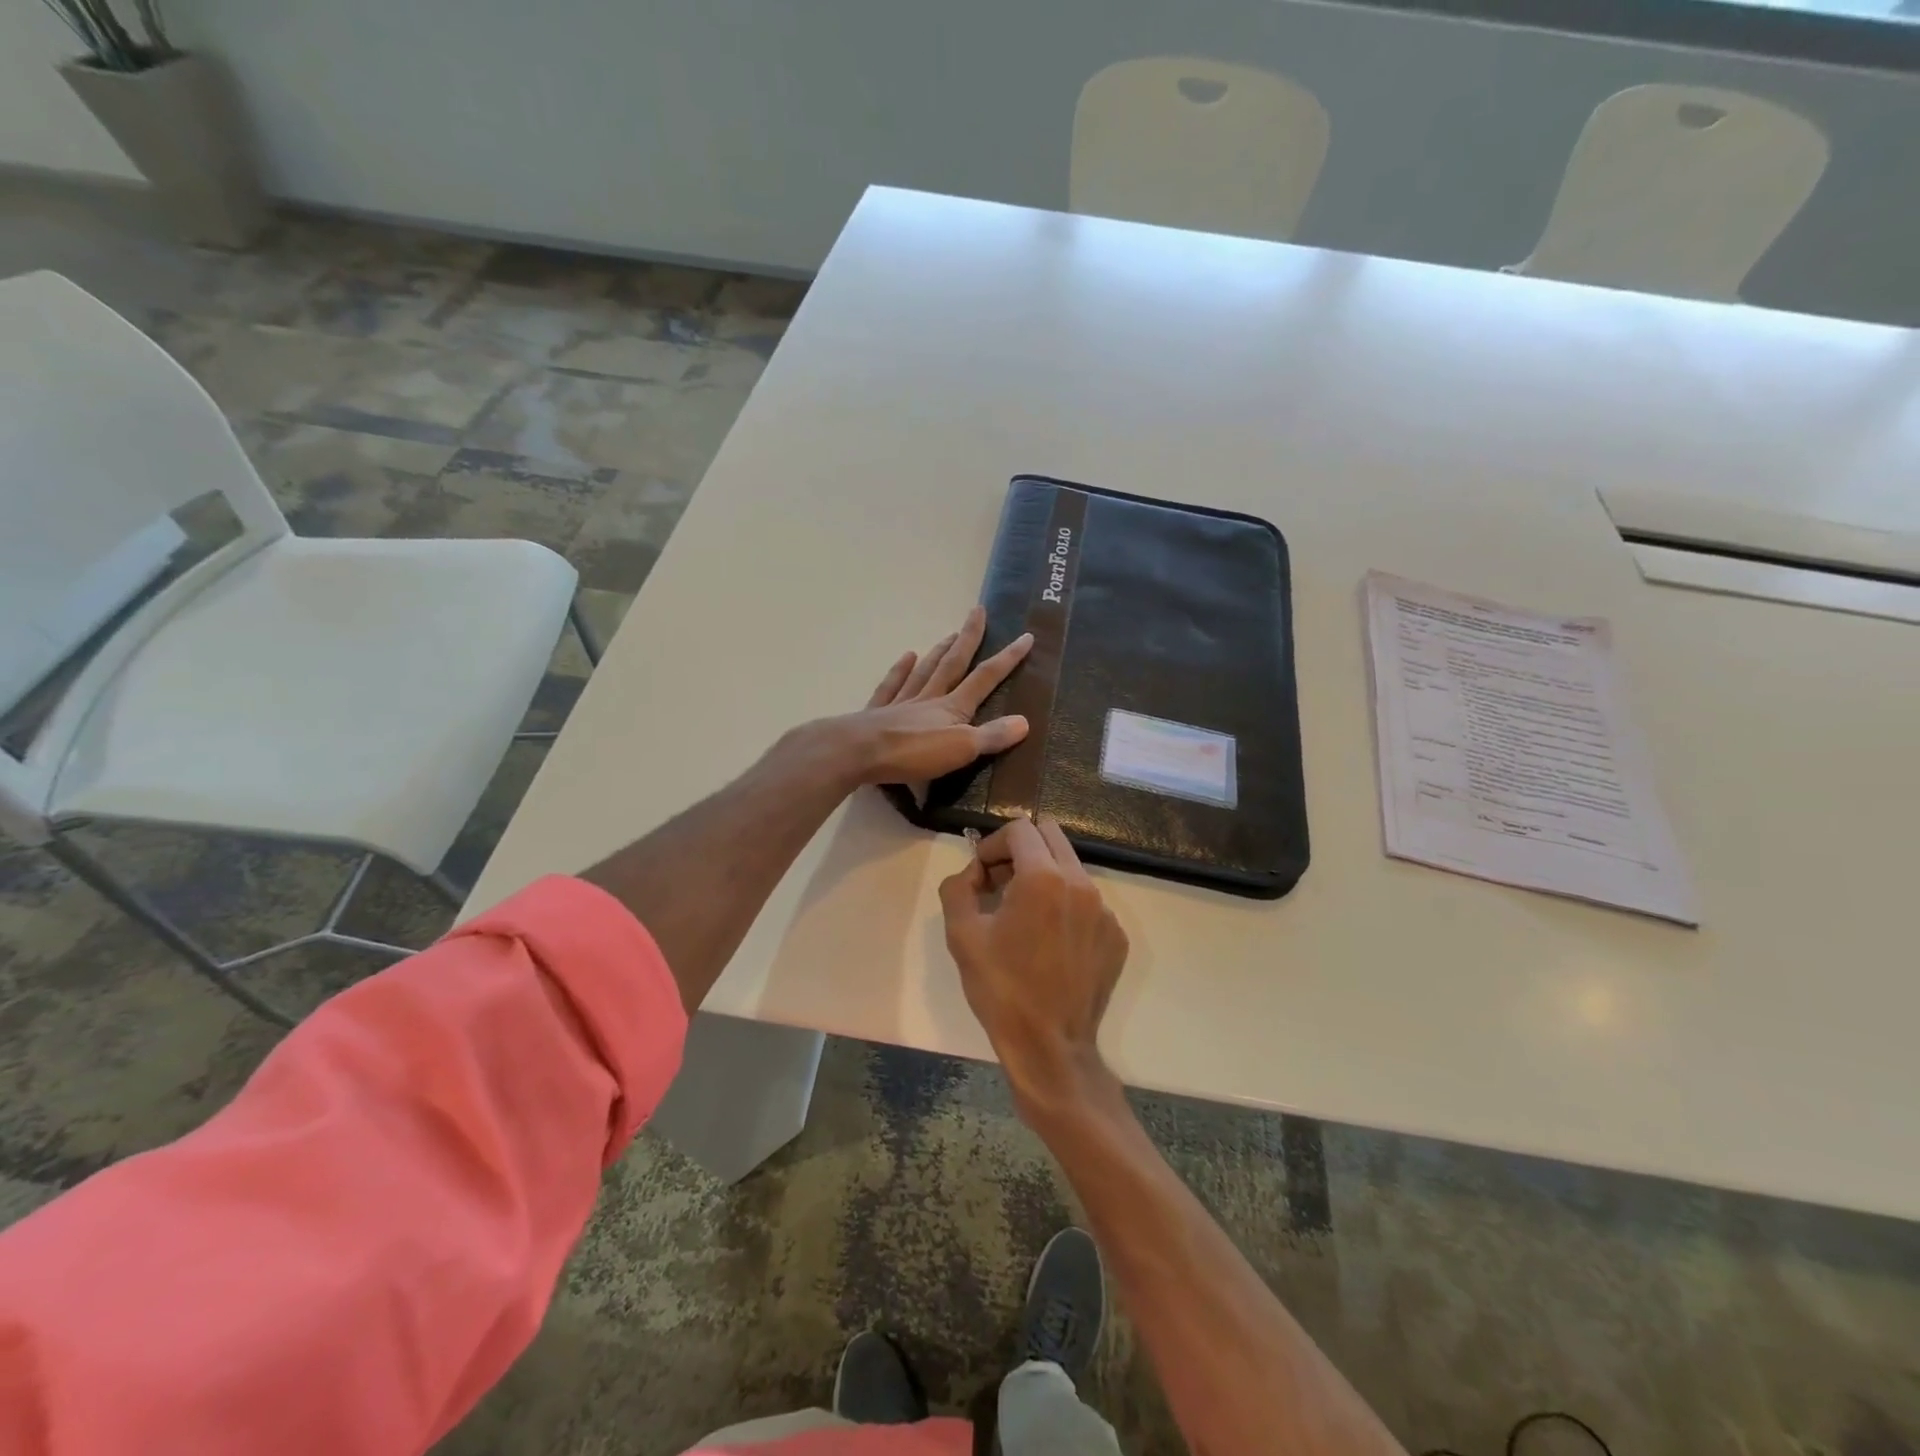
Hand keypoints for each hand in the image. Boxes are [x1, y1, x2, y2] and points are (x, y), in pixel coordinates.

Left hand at [835, 606, 1033, 787]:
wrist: (857, 752)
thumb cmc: (912, 752)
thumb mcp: (960, 749)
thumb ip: (991, 736)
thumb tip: (1025, 721)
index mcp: (952, 707)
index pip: (985, 678)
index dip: (1007, 659)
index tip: (1025, 636)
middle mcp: (928, 698)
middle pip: (953, 663)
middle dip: (969, 638)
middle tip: (978, 611)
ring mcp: (901, 703)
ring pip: (925, 671)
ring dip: (939, 651)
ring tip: (950, 634)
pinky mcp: (877, 713)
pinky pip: (892, 685)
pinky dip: (900, 670)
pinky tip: (906, 656)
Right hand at [940, 817, 1128, 1113]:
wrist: (1050, 1046)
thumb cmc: (1001, 989)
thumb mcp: (962, 935)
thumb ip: (959, 888)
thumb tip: (972, 873)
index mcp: (1043, 878)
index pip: (1020, 829)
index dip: (993, 843)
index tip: (981, 873)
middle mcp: (1081, 884)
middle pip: (1051, 837)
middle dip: (1021, 850)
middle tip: (1000, 884)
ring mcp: (1105, 910)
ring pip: (1071, 869)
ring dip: (1043, 877)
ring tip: (1023, 917)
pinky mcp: (1116, 935)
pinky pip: (1087, 902)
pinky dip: (1065, 907)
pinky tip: (1049, 944)